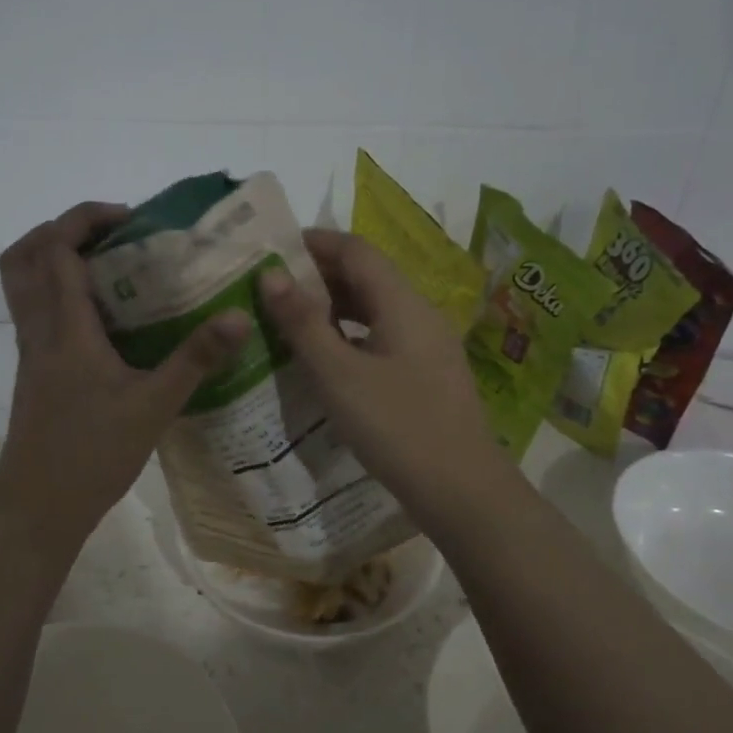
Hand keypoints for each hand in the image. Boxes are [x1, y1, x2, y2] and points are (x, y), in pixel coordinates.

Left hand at [0, 202, 249, 550]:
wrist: (38, 508)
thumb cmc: (91, 454)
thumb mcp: (154, 406)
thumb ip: (196, 359)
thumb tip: (239, 315)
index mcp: (64, 328)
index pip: (57, 249)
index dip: (85, 219)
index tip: (130, 220)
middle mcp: (37, 330)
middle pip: (23, 256)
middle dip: (61, 230)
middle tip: (111, 237)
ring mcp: (30, 352)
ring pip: (23, 286)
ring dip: (55, 261)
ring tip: (109, 270)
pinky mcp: (33, 373)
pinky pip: (35, 314)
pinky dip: (59, 296)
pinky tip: (105, 321)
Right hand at [259, 229, 503, 519]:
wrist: (461, 490)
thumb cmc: (396, 427)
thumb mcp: (338, 375)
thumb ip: (303, 323)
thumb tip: (270, 275)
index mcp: (402, 303)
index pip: (356, 250)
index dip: (315, 242)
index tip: (272, 249)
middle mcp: (420, 314)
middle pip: (368, 276)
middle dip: (321, 274)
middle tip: (273, 287)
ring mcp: (428, 345)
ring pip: (376, 308)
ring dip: (335, 306)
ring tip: (291, 319)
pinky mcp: (427, 374)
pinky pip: (384, 336)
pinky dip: (351, 334)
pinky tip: (327, 357)